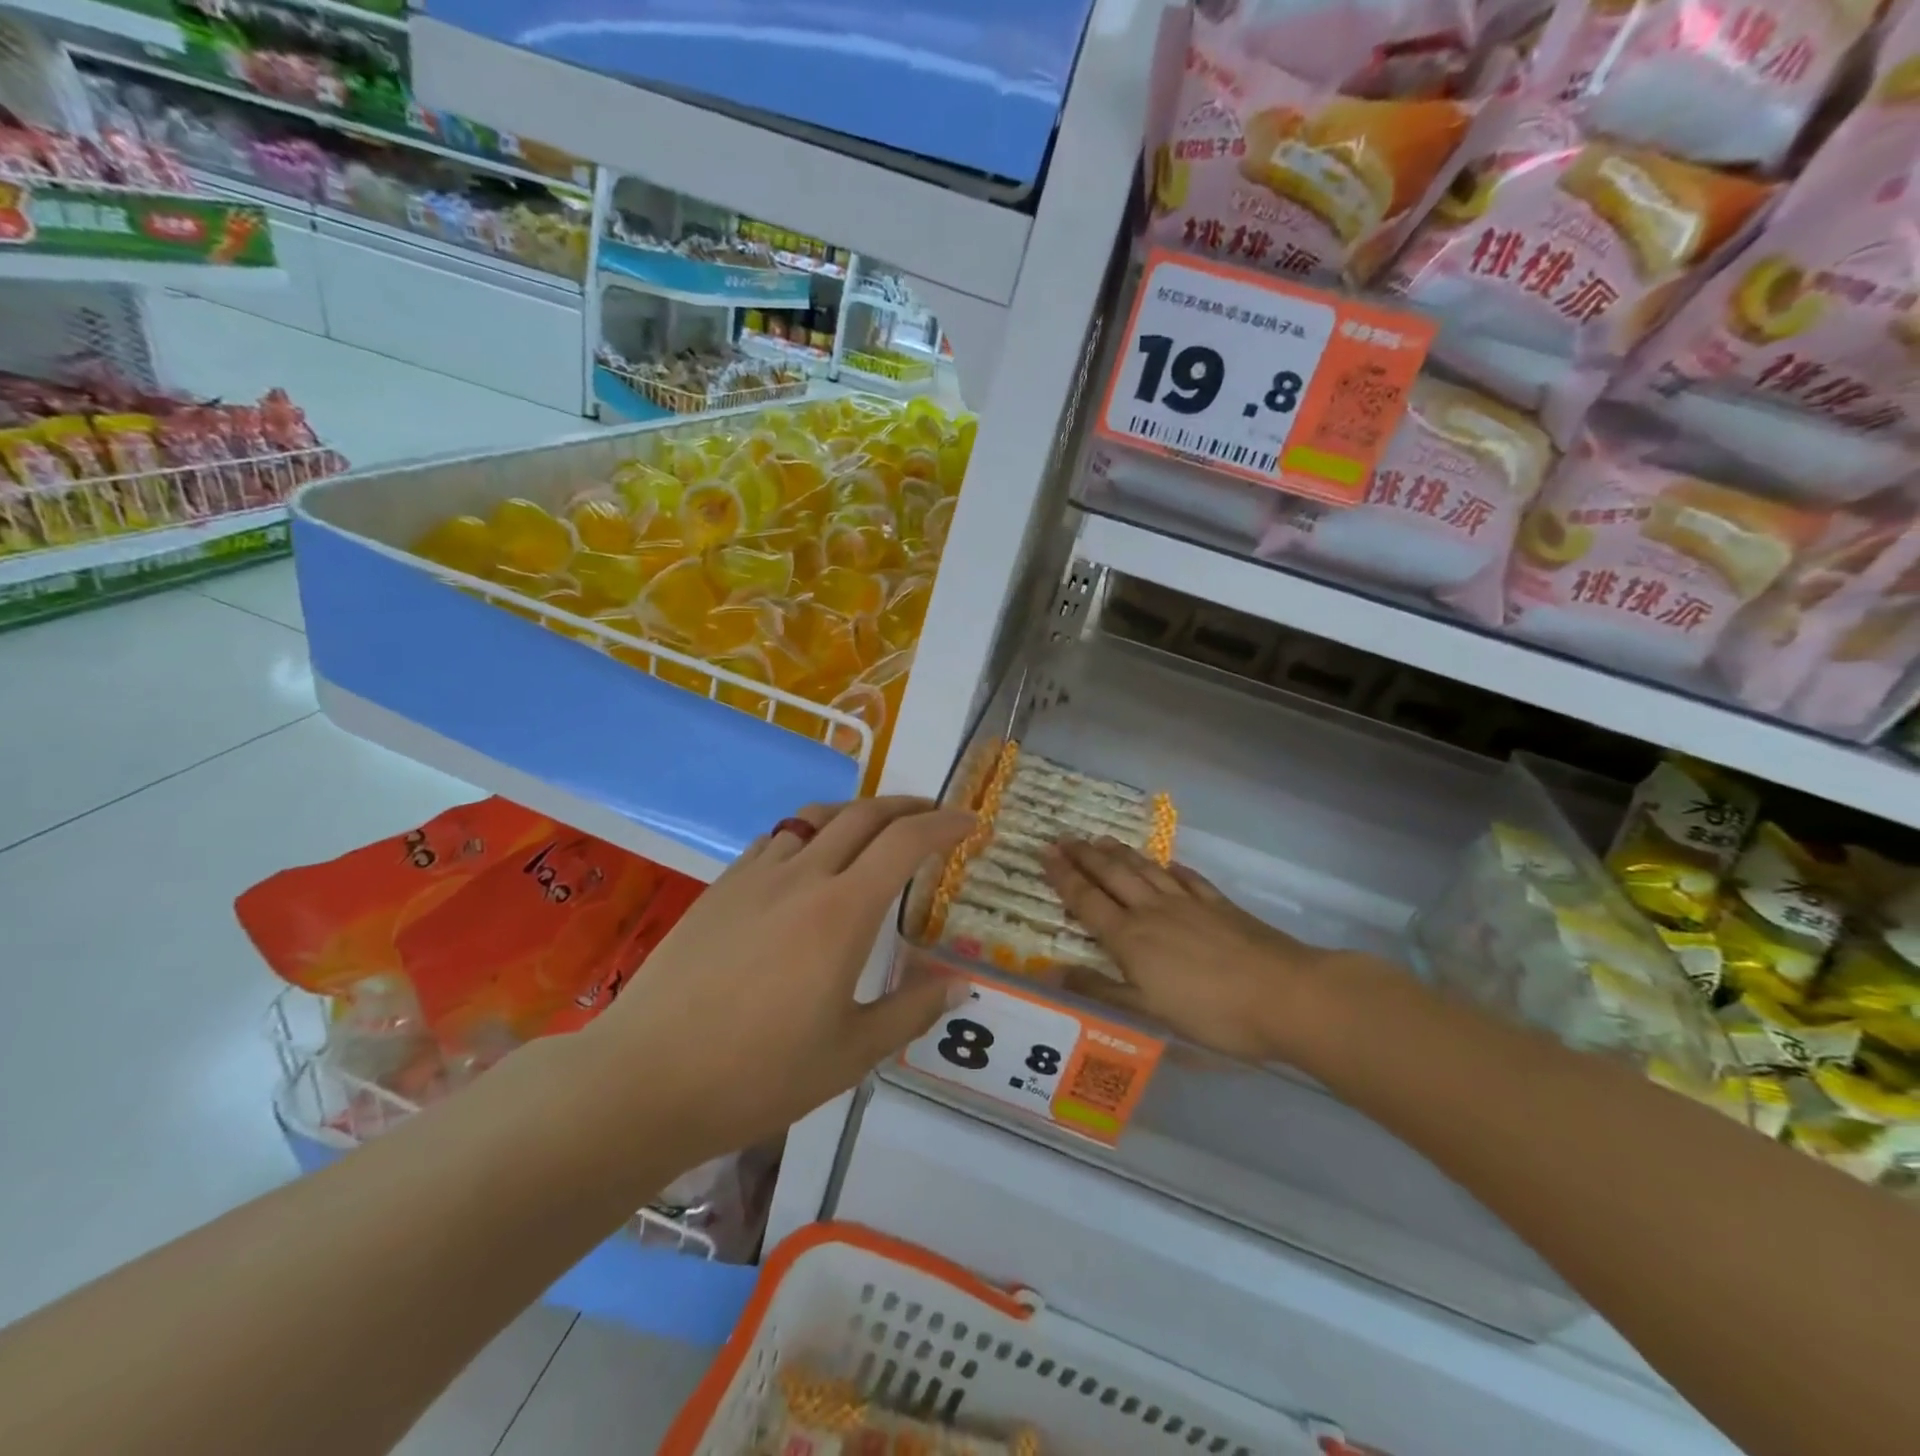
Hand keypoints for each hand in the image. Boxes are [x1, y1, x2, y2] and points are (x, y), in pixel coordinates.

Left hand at [587, 798, 972, 1165]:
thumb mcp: (849, 1054)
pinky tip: (810, 861)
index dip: (944, 824)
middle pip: (865, 815)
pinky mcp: (721, 887)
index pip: (906, 842)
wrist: (644, 1078)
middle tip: (935, 816)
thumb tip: (959, 985)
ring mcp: (756, 876)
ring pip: (817, 817)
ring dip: (858, 812)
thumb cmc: (757, 1074)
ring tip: (877, 828)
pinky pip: (778, 839)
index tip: (970, 823)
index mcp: (842, 911)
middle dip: (909, 806)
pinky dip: (810, 833)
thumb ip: (910, 1011)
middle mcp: (803, 876)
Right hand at [1043, 837, 1364, 1064]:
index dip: (1063, 875)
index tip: (1044, 852)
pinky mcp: (1219, 904)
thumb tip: (1051, 973)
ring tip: (1101, 839)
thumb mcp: (1149, 1013)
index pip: (1087, 899)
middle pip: (1112, 875)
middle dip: (1085, 855)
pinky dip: (1169, 867)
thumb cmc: (1213, 1013)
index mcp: (1131, 938)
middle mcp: (1153, 911)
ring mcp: (1188, 903)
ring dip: (1120, 853)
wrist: (1285, 995)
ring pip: (1145, 870)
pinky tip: (1165, 863)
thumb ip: (1101, 990)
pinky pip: (1186, 877)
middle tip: (1064, 837)